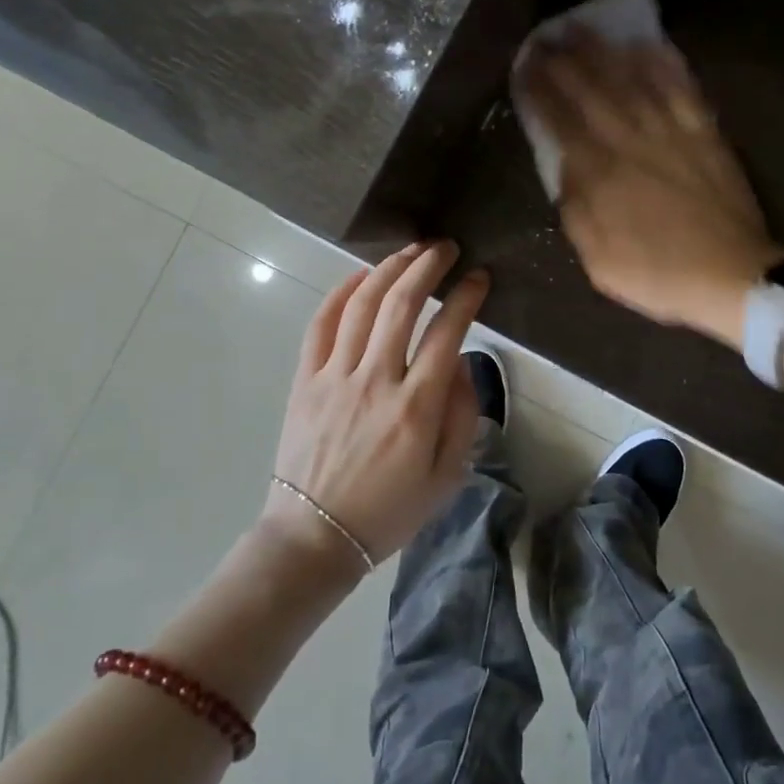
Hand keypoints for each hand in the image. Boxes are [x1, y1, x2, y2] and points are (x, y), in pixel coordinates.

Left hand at [264, 241, 489, 568]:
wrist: (315, 537)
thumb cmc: (389, 511)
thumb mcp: (448, 477)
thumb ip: (463, 415)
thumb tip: (462, 361)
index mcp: (417, 408)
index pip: (448, 332)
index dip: (467, 297)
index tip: (479, 277)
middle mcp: (376, 381)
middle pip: (402, 304)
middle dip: (428, 265)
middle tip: (446, 247)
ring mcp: (335, 377)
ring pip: (363, 305)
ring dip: (389, 269)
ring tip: (410, 250)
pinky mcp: (305, 380)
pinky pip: (321, 324)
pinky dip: (341, 292)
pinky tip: (361, 276)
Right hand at [517, 34, 782, 346]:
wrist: (732, 276)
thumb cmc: (658, 274)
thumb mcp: (599, 260)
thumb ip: (576, 210)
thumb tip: (565, 168)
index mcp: (600, 174)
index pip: (560, 121)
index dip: (539, 91)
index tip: (523, 67)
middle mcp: (631, 141)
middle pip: (591, 90)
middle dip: (563, 61)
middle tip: (544, 37)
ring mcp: (671, 132)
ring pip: (632, 80)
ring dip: (604, 51)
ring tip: (583, 28)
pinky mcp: (704, 132)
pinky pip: (681, 88)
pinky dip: (664, 63)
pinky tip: (649, 44)